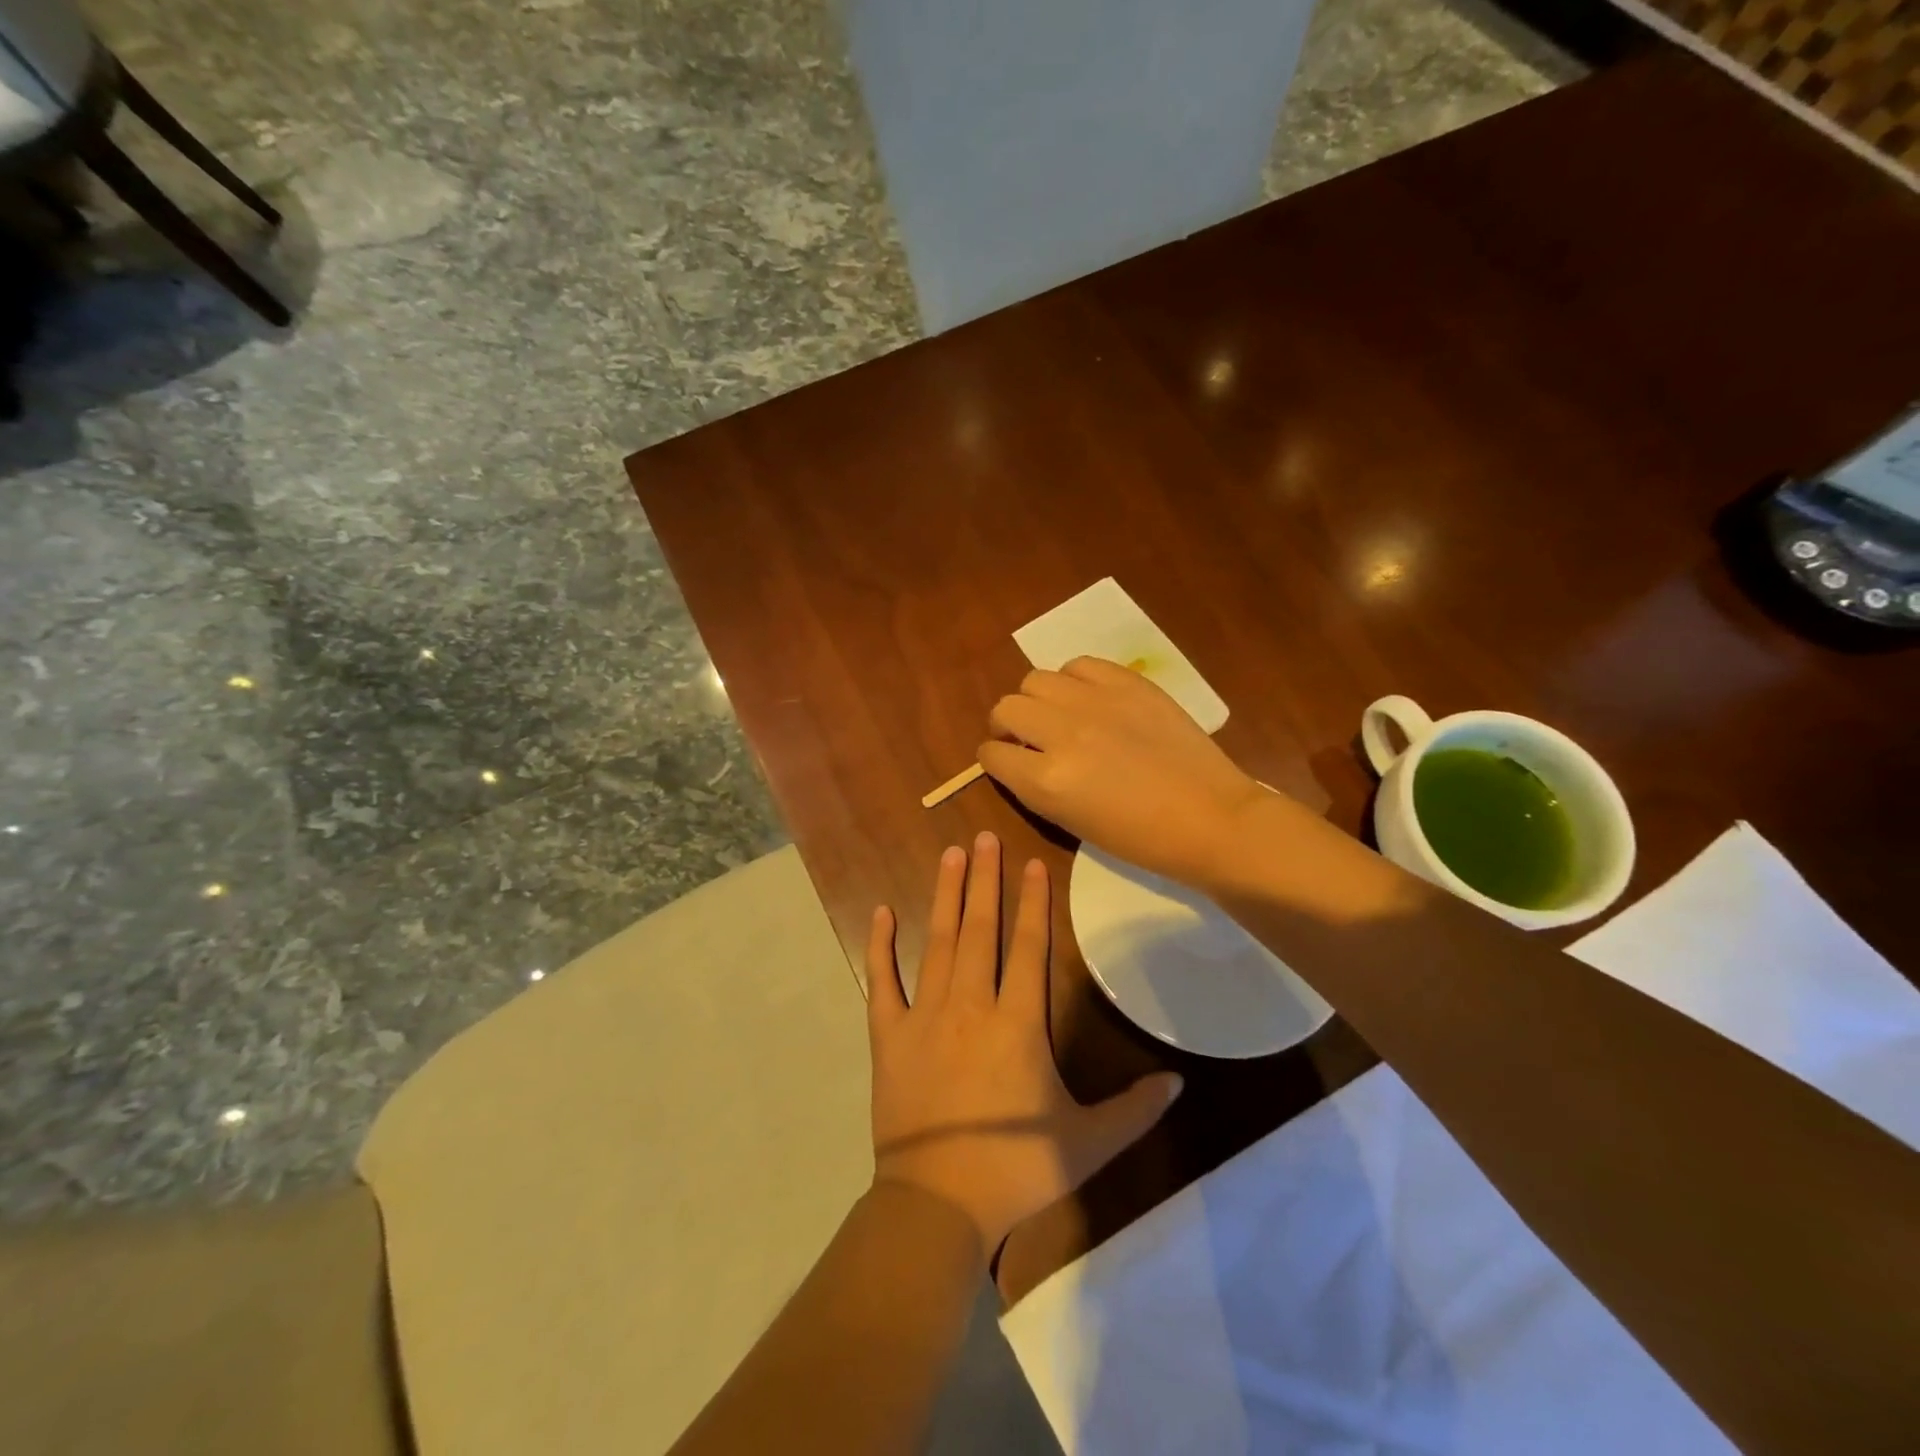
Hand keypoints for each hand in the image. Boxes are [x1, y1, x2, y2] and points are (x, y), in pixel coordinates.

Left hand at [867, 832, 1182, 1257]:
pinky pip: (883, 981)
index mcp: (1018, 1023)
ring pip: (937, 942)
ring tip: (949, 854)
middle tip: (982, 836)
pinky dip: (881, 946)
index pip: (1030, 947)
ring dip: (944, 896)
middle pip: (980, 929)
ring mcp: (925, 1015)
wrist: (937, 1203)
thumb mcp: (1087, 1145)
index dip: (1033, 902)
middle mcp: (971, 1004)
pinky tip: (881, 912)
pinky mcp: (889, 1035)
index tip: (1030, 862)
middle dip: (984, 880)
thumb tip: (1179, 1082)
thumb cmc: (1015, 1171)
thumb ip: (1134, 1110)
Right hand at [979, 656, 1266, 887]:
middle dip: (1008, 726)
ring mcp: (1096, 702)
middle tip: (1028, 738)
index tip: (1008, 762)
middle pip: (1006, 708)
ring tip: (1060, 715)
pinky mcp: (1128, 683)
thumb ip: (1035, 785)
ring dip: (1038, 700)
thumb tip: (1019, 757)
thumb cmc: (1140, 838)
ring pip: (1035, 680)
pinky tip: (1089, 699)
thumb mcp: (1071, 822)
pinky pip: (1079, 665)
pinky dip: (1074, 681)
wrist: (1210, 817)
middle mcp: (1062, 734)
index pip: (992, 754)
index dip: (995, 759)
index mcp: (1046, 781)